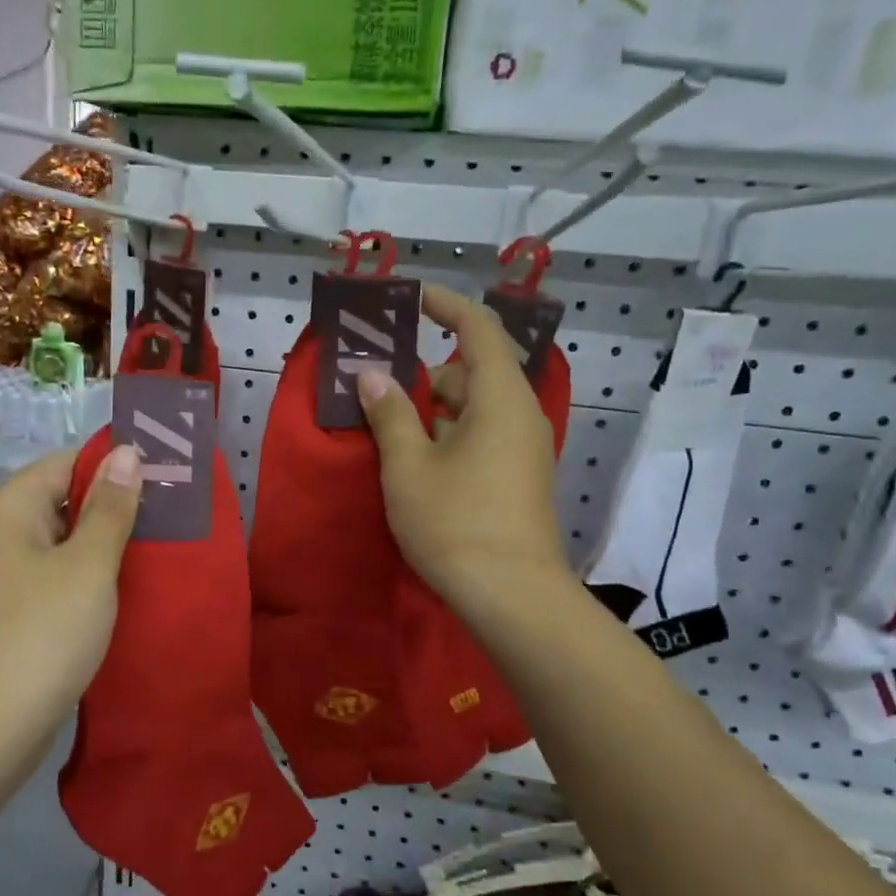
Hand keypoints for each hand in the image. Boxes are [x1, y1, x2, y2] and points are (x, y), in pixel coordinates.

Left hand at [0, 444, 142, 782]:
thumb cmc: (39, 636)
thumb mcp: (88, 567)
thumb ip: (110, 509)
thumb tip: (125, 451)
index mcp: (5, 510)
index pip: (66, 464)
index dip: (114, 467)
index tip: (163, 481)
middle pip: (59, 503)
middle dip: (112, 511)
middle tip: (169, 524)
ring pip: (57, 547)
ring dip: (100, 551)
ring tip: (155, 558)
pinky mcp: (1, 618)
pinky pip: (48, 583)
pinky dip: (82, 584)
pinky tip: (119, 598)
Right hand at [357, 285, 567, 612]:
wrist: (512, 597)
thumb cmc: (455, 522)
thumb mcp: (408, 466)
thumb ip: (388, 413)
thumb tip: (371, 374)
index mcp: (500, 398)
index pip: (479, 329)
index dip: (446, 306)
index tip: (411, 299)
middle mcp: (520, 415)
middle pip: (473, 372)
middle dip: (426, 376)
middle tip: (378, 391)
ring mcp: (524, 449)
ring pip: (475, 408)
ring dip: (434, 411)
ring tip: (389, 433)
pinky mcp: (519, 477)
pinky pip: (482, 435)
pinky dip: (449, 435)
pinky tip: (417, 463)